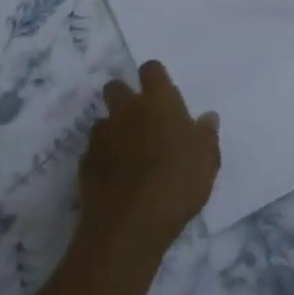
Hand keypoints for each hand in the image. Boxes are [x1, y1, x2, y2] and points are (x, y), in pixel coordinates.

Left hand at [77, 61, 219, 259]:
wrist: (129, 225)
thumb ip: (206, 135)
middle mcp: (126, 110)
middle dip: (124, 97)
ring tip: (128, 153)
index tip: (163, 94)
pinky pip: (93, 151)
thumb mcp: (207, 161)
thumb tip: (208, 117)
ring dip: (113, 130)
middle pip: (116, 86)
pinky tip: (115, 178)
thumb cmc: (176, 184)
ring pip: (103, 120)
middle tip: (142, 121)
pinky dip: (103, 158)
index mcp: (157, 102)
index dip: (155, 78)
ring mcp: (102, 136)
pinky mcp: (85, 162)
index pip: (151, 69)